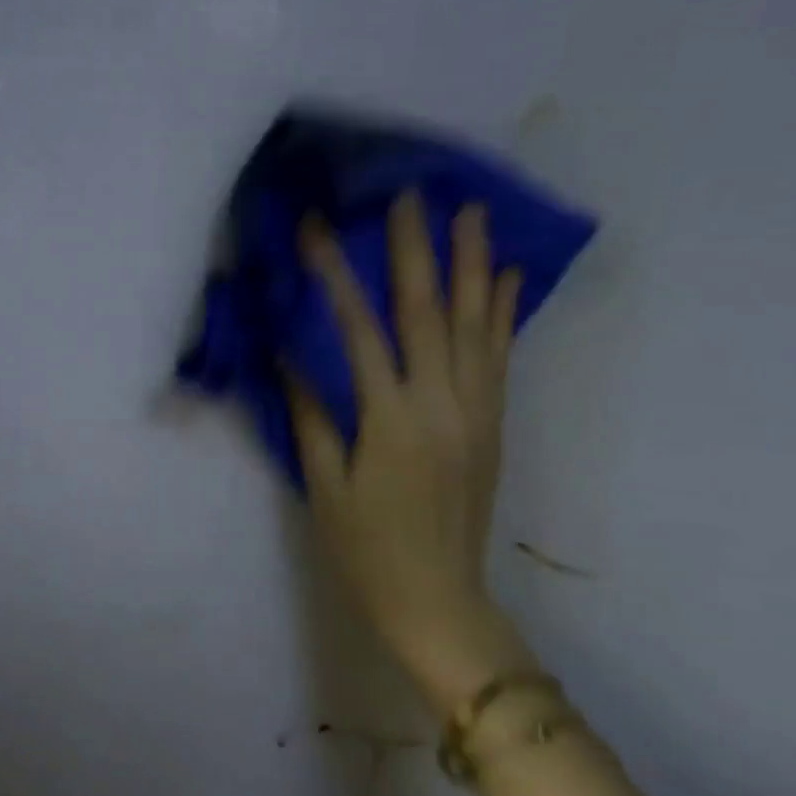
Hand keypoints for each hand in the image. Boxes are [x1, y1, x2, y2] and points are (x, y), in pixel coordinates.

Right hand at [286, 192, 535, 716]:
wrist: (438, 600)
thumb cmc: (366, 547)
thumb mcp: (324, 483)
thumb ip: (310, 413)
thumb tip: (289, 355)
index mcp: (391, 420)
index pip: (359, 330)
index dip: (335, 275)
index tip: (318, 229)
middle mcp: (442, 404)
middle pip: (428, 312)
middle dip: (417, 249)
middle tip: (412, 194)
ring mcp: (475, 412)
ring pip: (475, 325)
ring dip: (472, 265)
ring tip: (472, 213)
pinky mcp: (492, 424)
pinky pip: (499, 357)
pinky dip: (502, 313)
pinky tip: (505, 278)